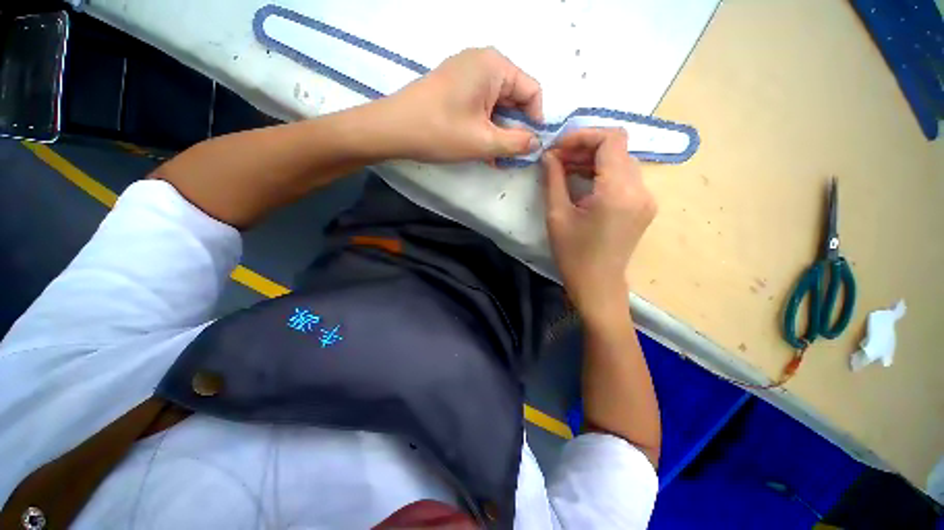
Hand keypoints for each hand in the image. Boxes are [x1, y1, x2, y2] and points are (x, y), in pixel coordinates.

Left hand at [380, 47, 542, 162]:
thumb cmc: (441, 132)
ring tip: (495, 158)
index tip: (530, 146)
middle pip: (514, 97)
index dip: (535, 120)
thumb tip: (536, 143)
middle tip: (510, 157)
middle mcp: (483, 62)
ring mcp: (466, 73)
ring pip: (497, 105)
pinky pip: (480, 106)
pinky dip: (485, 127)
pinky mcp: (454, 86)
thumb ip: (516, 143)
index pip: (532, 91)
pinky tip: (482, 149)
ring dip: (499, 132)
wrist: (393, 129)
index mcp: (495, 66)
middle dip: (515, 129)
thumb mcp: (484, 142)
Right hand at [542, 129, 656, 322]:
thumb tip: (548, 155)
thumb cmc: (573, 255)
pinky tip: (582, 181)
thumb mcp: (557, 216)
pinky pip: (624, 177)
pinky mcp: (643, 206)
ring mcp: (646, 198)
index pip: (610, 139)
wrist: (598, 285)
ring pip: (621, 161)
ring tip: (565, 168)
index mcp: (618, 192)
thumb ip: (553, 179)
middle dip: (584, 147)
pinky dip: (602, 173)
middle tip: (556, 159)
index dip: (582, 135)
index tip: (558, 147)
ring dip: (593, 160)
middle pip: (617, 148)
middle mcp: (641, 189)